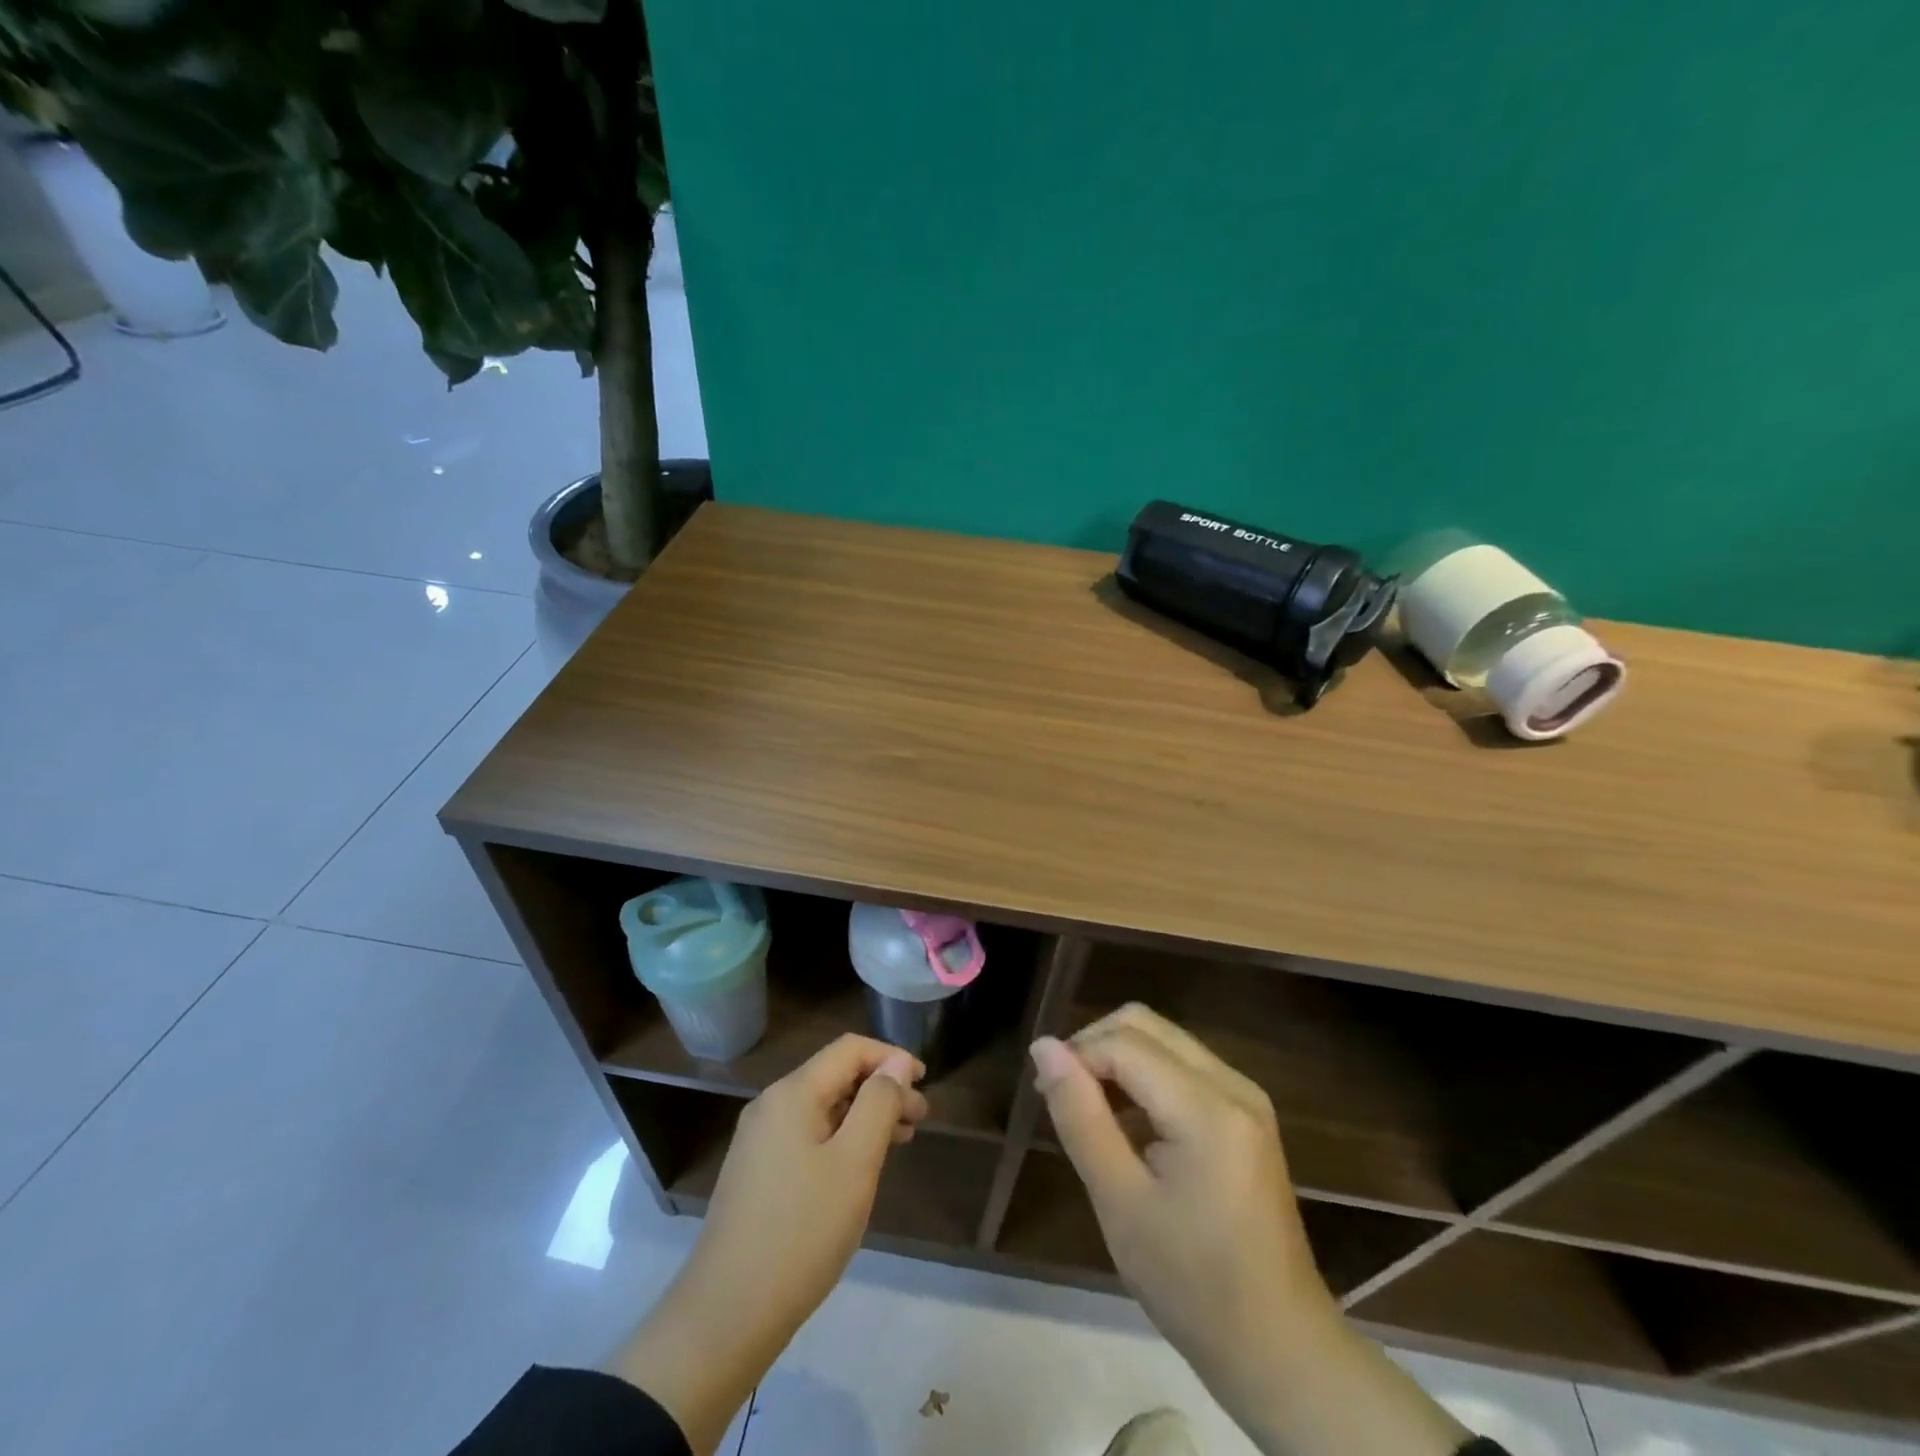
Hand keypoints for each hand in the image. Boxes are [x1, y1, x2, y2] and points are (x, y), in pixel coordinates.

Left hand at [697, 1034, 927, 1331]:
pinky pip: (807, 1136)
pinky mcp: (757, 1174)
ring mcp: (759, 1141)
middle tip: (919, 1120)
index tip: (925, 1084)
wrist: (727, 1316)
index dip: (891, 1057)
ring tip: (900, 1141)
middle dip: (881, 1089)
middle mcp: (771, 1106)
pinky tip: (859, 1169)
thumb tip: (896, 1063)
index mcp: (792, 1093)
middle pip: (836, 1076)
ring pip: (823, 1108)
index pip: (850, 1049)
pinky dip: (841, 1139)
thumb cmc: (802, 1232)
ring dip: (864, 1116)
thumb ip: (879, 1104)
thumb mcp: (855, 1163)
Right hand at [1030, 1004, 1332, 1394]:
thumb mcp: (1120, 1203)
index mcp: (1208, 1107)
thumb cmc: (1193, 1286)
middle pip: (1145, 1025)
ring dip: (1119, 1061)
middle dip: (1095, 1047)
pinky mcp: (1247, 1114)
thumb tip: (1044, 1048)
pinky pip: (1183, 1067)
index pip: (1124, 1043)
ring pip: (1164, 1040)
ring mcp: (1246, 1097)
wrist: (1281, 1351)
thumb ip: (1080, 1116)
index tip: (1043, 1096)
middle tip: (1063, 1097)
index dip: (1076, 1056)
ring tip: (1090, 1114)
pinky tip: (1129, 1128)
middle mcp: (1233, 1084)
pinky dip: (1146, 1079)